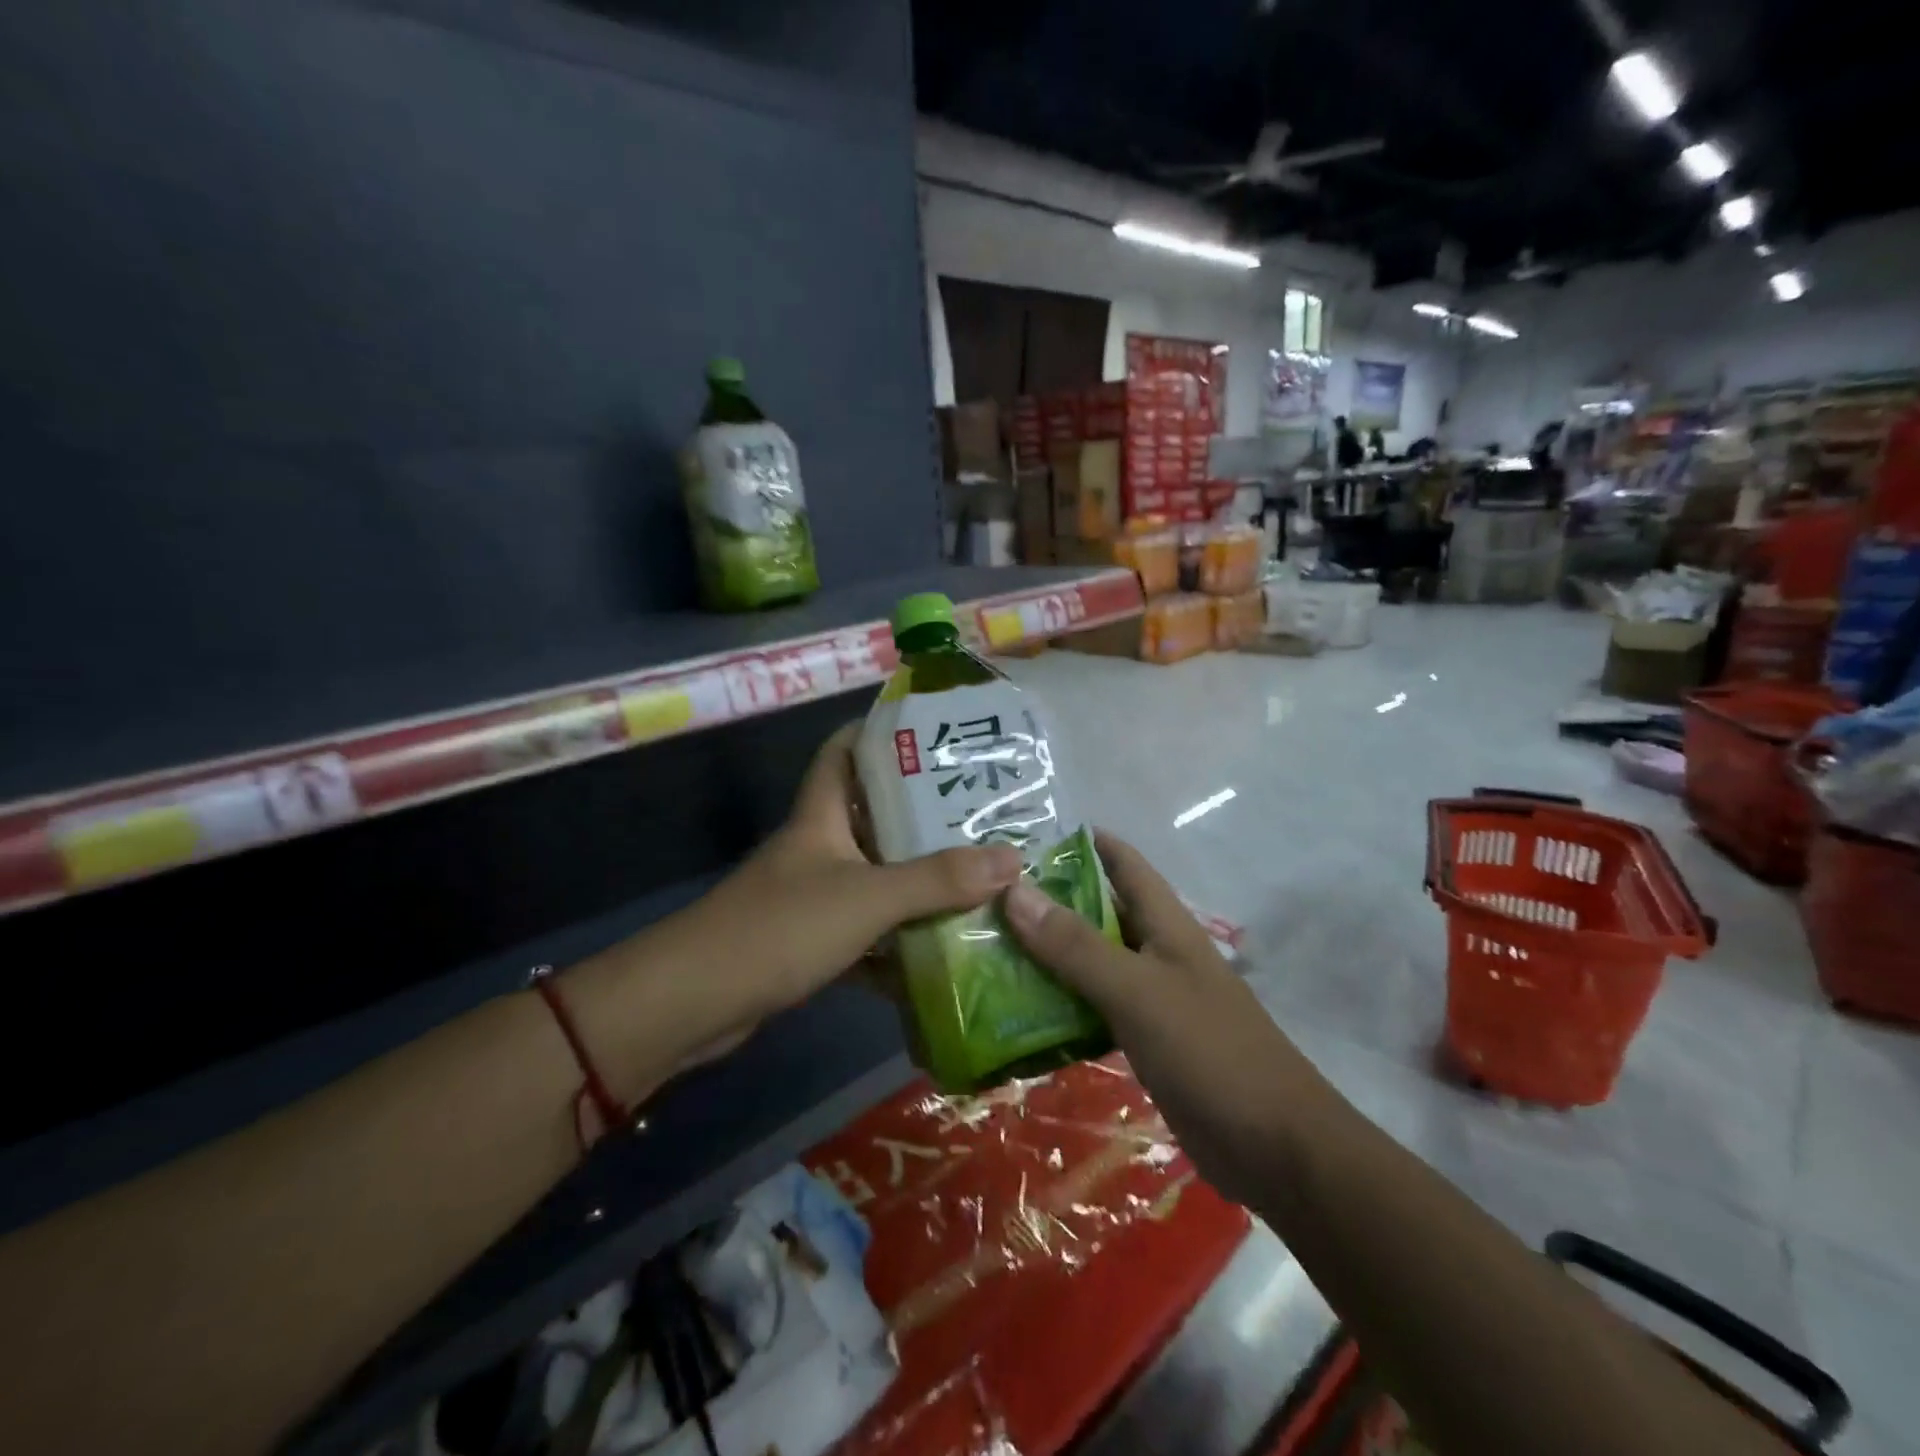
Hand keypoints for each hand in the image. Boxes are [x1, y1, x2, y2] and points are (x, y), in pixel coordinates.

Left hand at [698, 724, 1024, 1022]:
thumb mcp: (867, 897)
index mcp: (821, 816)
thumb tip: (1012, 859)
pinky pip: (866, 930)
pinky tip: (942, 945)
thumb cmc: (779, 928)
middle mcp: (816, 847)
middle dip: (921, 813)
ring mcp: (811, 896)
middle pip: (871, 814)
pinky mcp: (809, 942)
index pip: (843, 751)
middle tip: (982, 811)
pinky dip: (898, 938)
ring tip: (977, 873)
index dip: (879, 733)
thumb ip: (937, 880)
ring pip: (873, 875)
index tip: (933, 733)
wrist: (694, 1003)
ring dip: (916, 879)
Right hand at [1003, 831, 1318, 1202]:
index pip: (1124, 863)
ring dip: (1048, 955)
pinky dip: (1061, 1004)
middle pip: (1098, 912)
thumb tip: (1014, 890)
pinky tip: (1020, 1012)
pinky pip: (1093, 1009)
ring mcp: (1152, 998)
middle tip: (984, 899)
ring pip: (1091, 962)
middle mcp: (1157, 952)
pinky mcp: (1145, 1041)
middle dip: (1049, 902)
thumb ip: (1075, 945)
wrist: (1275, 1149)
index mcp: (1166, 924)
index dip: (1083, 843)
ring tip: (988, 950)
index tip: (1024, 839)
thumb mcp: (1137, 991)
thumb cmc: (1210, 1052)